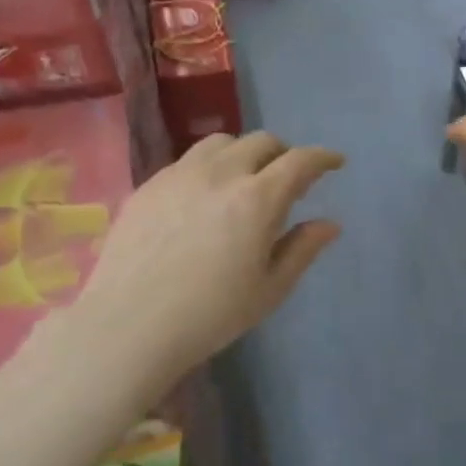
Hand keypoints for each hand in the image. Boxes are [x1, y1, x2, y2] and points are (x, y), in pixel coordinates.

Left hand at [63, 132, 342, 386]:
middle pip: (261, 142)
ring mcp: (179, 175)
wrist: (131, 324)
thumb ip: (302, 250)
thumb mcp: (269, 289)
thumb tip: (329, 224)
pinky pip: (187, 160)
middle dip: (284, 154)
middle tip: (289, 179)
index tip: (335, 162)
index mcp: (258, 200)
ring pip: (221, 143)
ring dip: (244, 153)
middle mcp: (220, 174)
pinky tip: (204, 196)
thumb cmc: (211, 315)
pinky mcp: (149, 185)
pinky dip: (210, 167)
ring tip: (245, 180)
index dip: (323, 157)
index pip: (300, 161)